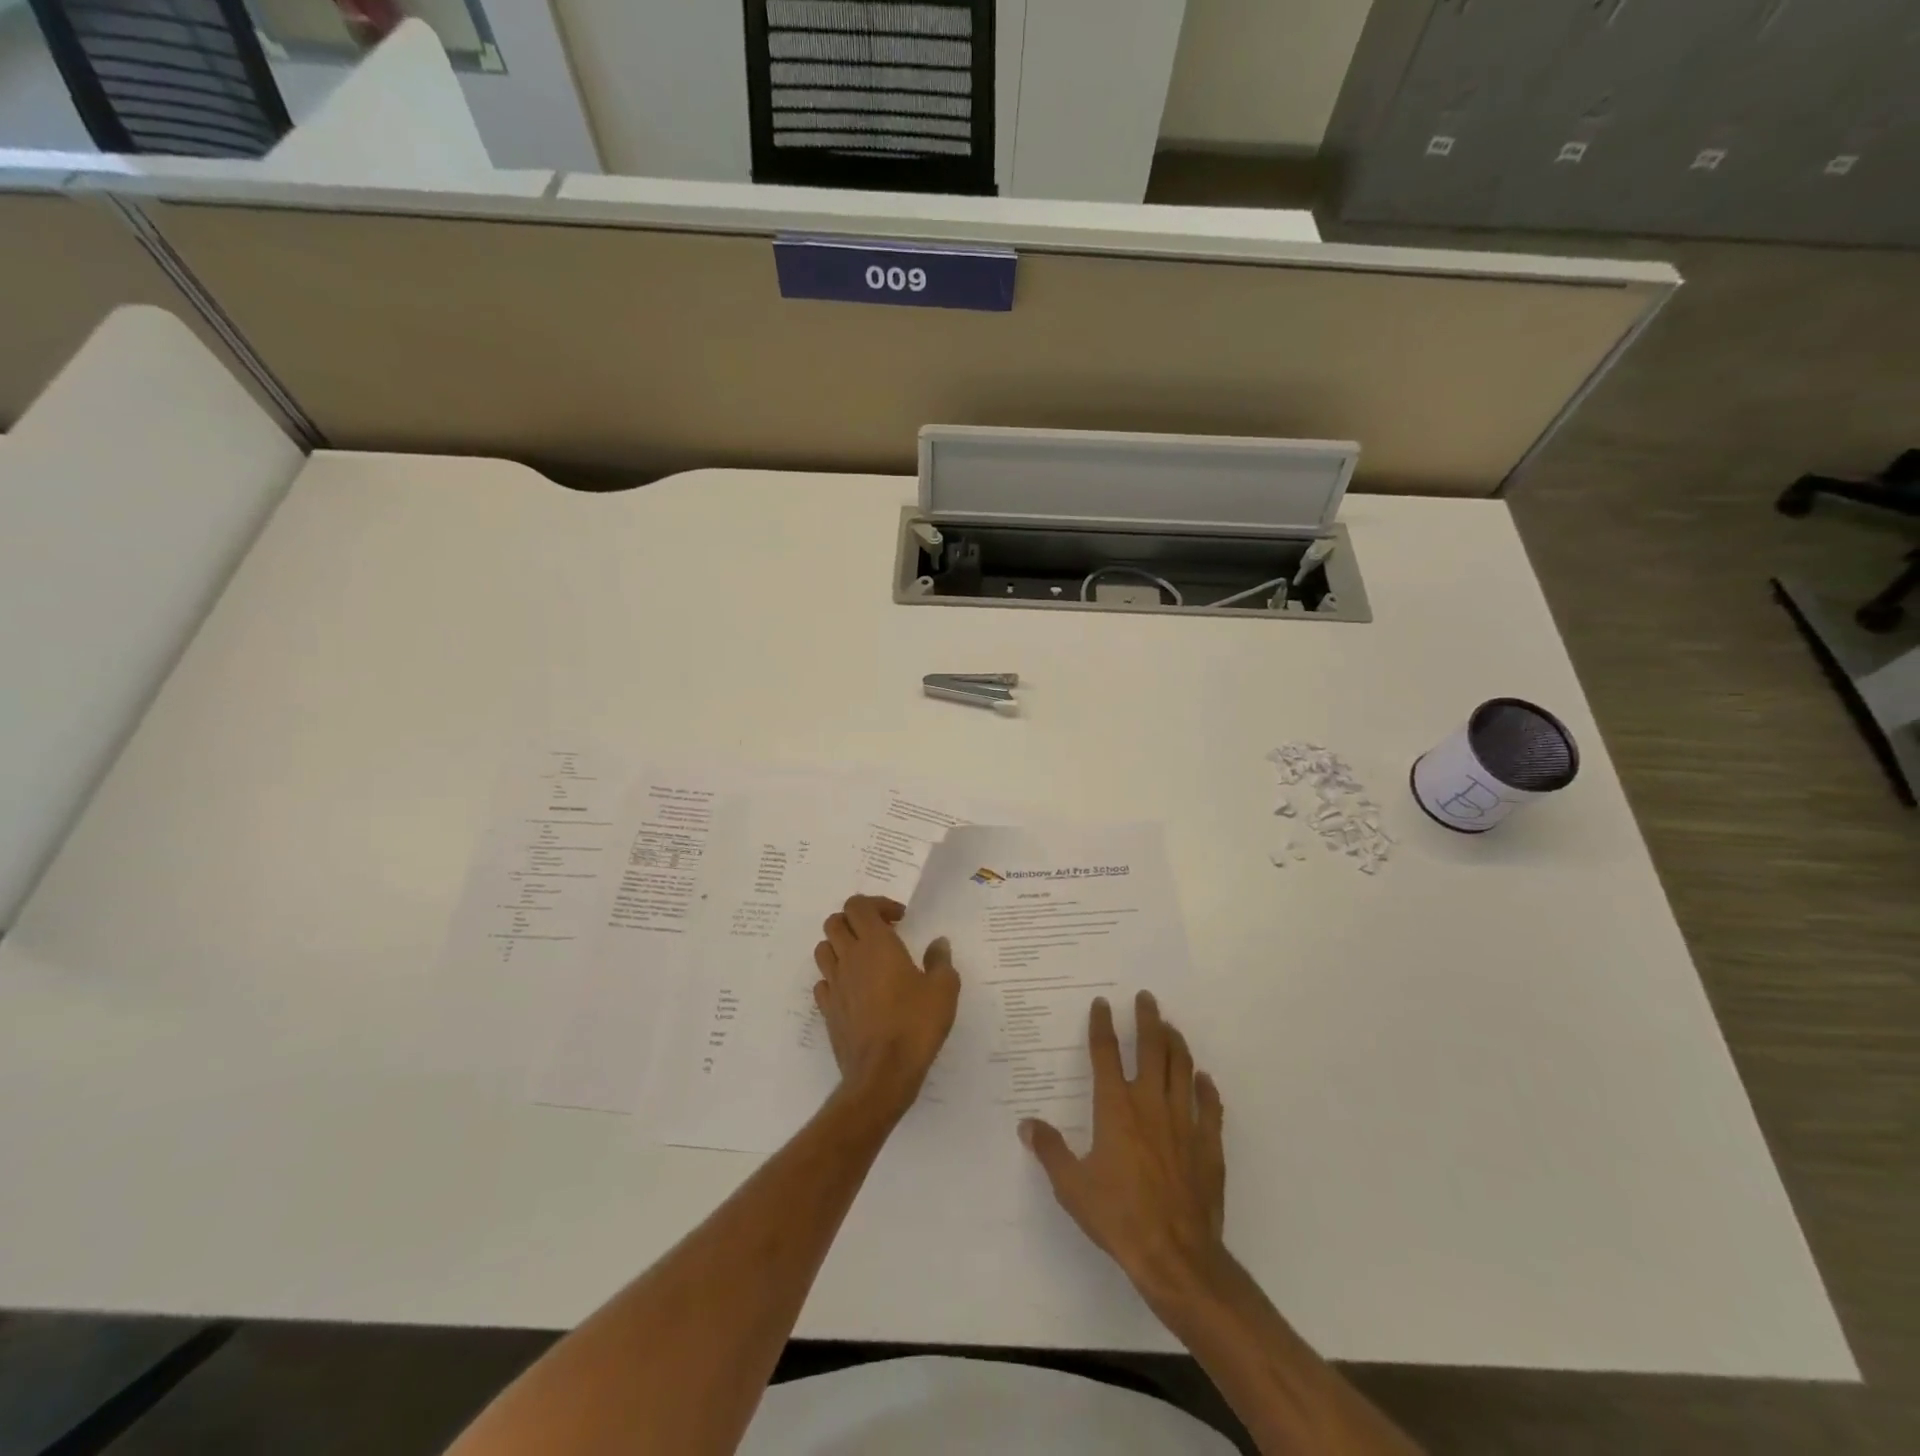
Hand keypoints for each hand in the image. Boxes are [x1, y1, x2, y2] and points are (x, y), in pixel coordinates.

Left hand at [813, 895, 959, 1120]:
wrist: (883, 1073)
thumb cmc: (915, 1024)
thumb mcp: (943, 989)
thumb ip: (940, 960)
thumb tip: (938, 943)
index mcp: (876, 944)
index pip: (858, 905)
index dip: (877, 904)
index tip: (899, 919)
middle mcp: (849, 958)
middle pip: (835, 922)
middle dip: (855, 920)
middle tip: (880, 933)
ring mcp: (834, 984)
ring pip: (823, 949)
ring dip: (840, 945)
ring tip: (864, 958)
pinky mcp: (827, 1010)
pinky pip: (823, 982)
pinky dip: (835, 977)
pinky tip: (853, 989)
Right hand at [1020, 991, 1227, 1309]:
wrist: (1176, 1255)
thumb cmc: (1119, 1218)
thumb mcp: (1072, 1187)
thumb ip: (1050, 1150)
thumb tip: (1027, 1124)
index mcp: (1115, 1108)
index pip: (1106, 1053)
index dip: (1102, 1025)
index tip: (1102, 1003)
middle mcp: (1150, 1103)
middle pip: (1151, 1048)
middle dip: (1147, 1019)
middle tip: (1146, 997)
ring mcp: (1184, 1121)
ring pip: (1182, 1068)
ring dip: (1176, 1043)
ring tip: (1170, 1027)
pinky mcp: (1209, 1144)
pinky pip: (1211, 1106)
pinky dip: (1207, 1088)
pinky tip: (1204, 1079)